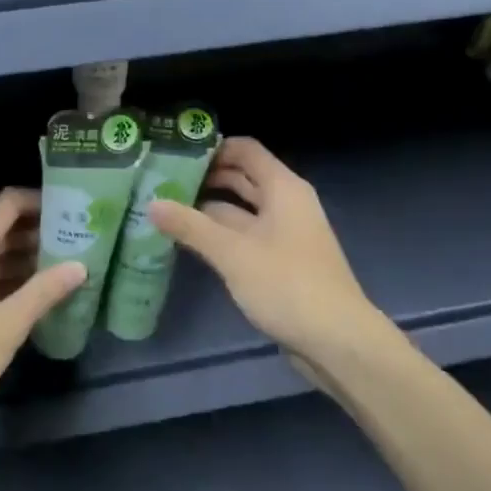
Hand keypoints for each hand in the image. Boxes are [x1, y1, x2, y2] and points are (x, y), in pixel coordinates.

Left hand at [0, 189, 83, 431]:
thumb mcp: (7, 324)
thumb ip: (44, 291)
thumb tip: (80, 265)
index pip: (8, 204)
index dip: (40, 200)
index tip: (73, 208)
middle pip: (2, 225)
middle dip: (39, 229)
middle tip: (79, 237)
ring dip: (27, 254)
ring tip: (67, 263)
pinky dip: (11, 274)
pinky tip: (37, 291)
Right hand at [147, 137, 384, 370]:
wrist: (338, 342)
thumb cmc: (287, 285)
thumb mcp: (232, 253)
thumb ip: (191, 226)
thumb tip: (151, 203)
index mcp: (282, 188)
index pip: (245, 150)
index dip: (212, 148)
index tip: (175, 153)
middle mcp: (286, 204)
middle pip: (242, 178)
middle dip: (206, 178)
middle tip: (162, 181)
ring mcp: (285, 234)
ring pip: (242, 210)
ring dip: (209, 209)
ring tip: (168, 209)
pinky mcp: (281, 262)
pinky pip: (246, 236)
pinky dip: (221, 234)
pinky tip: (191, 241)